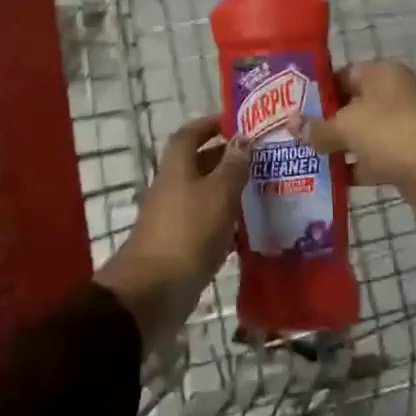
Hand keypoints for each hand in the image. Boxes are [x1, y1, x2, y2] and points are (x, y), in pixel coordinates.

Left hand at [95, 116, 251, 349]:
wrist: (153, 292)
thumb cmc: (187, 233)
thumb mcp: (218, 193)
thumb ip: (233, 166)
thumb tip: (243, 138)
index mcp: (177, 168)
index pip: (190, 134)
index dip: (210, 124)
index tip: (236, 123)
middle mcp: (173, 188)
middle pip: (198, 164)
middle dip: (226, 158)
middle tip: (260, 159)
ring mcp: (174, 219)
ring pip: (205, 195)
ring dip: (229, 191)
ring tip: (263, 190)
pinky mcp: (181, 247)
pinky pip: (206, 224)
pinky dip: (226, 222)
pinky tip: (250, 229)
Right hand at [287, 61, 415, 218]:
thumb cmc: (393, 133)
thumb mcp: (347, 126)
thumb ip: (318, 127)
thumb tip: (291, 123)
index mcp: (378, 75)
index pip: (338, 75)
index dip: (313, 91)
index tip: (288, 108)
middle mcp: (388, 96)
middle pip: (346, 106)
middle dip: (320, 122)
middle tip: (287, 136)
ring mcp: (397, 127)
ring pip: (357, 135)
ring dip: (334, 148)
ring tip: (298, 158)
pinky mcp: (401, 157)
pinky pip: (369, 159)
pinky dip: (351, 169)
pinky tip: (324, 180)